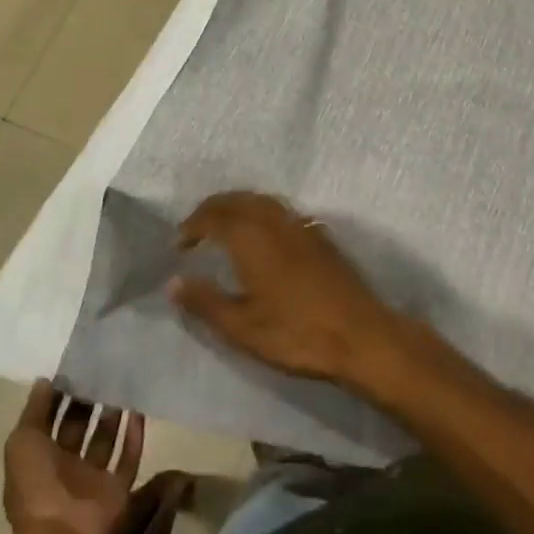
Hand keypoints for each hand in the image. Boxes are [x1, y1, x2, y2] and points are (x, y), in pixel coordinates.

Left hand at [3, 381, 145, 533]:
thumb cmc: (35, 487)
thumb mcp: (22, 443)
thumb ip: (34, 411)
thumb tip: (45, 380)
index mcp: (40, 460)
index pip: (51, 421)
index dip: (61, 396)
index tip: (76, 366)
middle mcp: (67, 468)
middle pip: (80, 428)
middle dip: (88, 401)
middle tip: (103, 368)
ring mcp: (93, 479)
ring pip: (106, 439)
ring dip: (113, 414)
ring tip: (123, 382)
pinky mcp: (117, 488)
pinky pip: (129, 457)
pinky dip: (134, 435)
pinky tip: (139, 409)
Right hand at [167, 191, 408, 390]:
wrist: (359, 334)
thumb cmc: (296, 334)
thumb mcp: (242, 327)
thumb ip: (205, 302)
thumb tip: (173, 282)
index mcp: (251, 237)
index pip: (213, 216)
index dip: (192, 226)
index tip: (178, 243)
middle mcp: (274, 220)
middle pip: (237, 200)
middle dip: (212, 209)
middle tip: (195, 229)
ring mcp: (300, 224)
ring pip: (261, 200)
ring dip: (237, 206)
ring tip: (222, 227)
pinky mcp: (319, 234)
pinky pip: (280, 209)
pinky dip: (260, 212)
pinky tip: (261, 235)